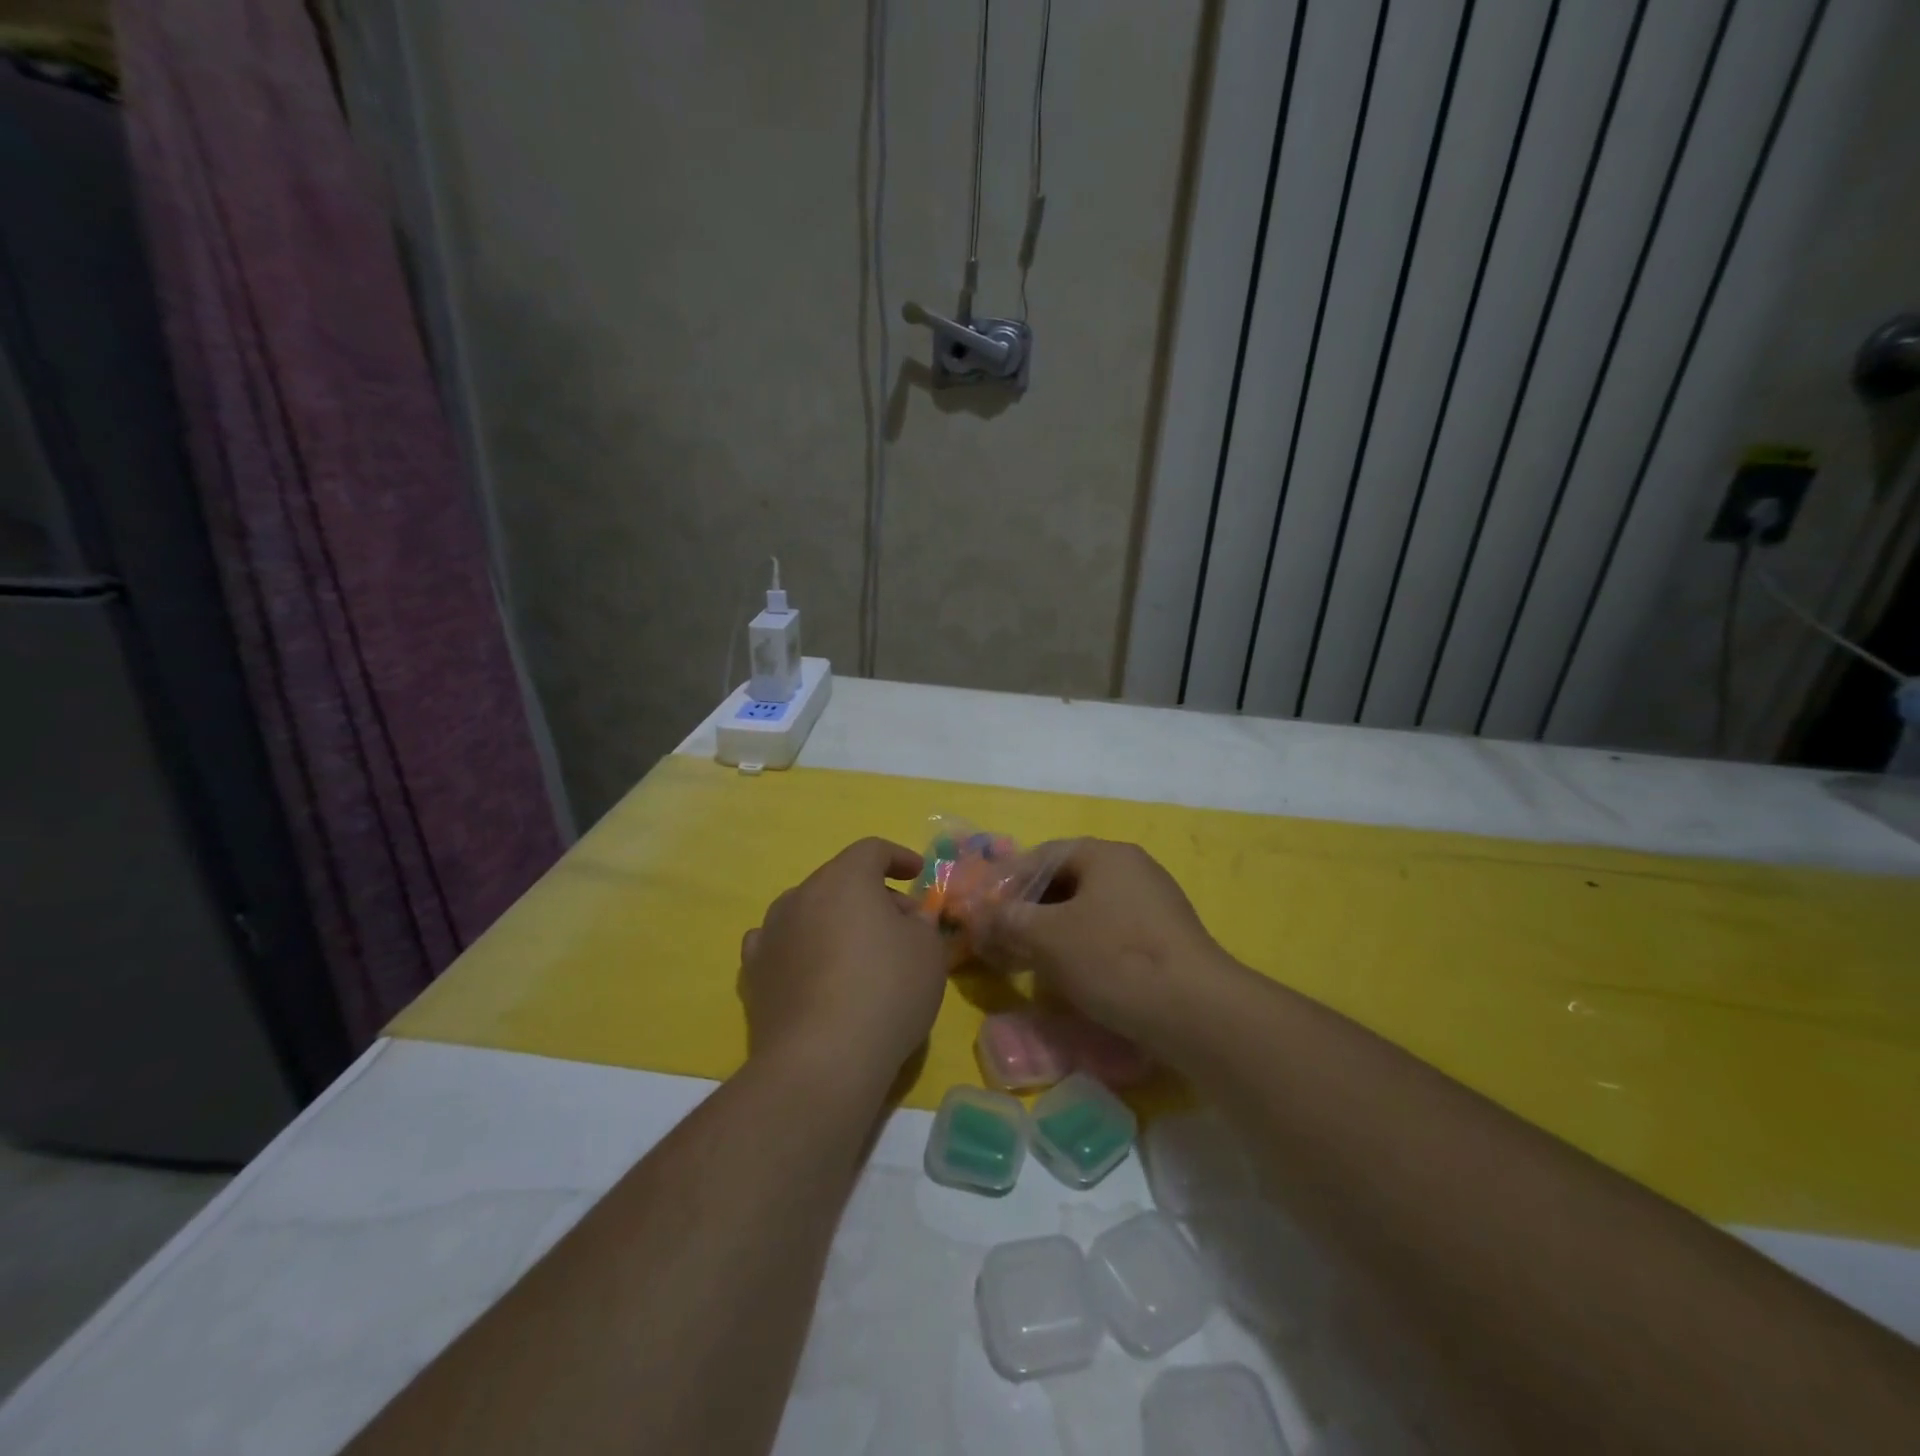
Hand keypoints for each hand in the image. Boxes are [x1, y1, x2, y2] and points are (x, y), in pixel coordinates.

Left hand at [739, 838, 948, 1089]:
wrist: (821, 1059)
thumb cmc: (886, 991)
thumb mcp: (928, 951)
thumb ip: (922, 923)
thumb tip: (909, 918)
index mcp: (844, 878)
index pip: (872, 850)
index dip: (898, 857)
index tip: (917, 874)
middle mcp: (801, 894)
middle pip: (840, 881)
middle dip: (872, 895)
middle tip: (900, 925)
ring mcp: (770, 931)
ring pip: (809, 911)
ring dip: (834, 920)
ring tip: (857, 952)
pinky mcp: (753, 972)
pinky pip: (781, 944)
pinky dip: (801, 948)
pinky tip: (813, 970)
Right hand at [979, 839, 1234, 1049]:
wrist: (1197, 1012)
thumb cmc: (1114, 959)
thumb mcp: (1047, 937)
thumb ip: (1006, 920)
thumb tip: (976, 917)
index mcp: (1105, 854)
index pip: (1042, 856)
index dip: (1006, 883)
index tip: (983, 913)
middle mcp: (1132, 869)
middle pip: (1065, 882)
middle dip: (1029, 910)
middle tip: (1003, 940)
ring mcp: (1153, 904)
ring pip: (1087, 910)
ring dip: (1053, 933)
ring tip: (1030, 963)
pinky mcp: (1165, 939)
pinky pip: (1111, 933)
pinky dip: (1083, 949)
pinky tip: (1071, 978)